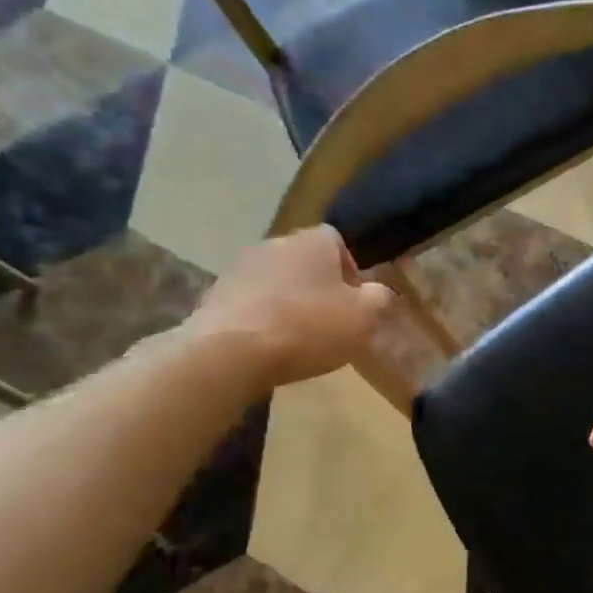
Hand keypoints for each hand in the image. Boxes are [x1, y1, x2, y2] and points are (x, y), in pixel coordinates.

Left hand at [185, 227, 394, 390]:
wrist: (228, 352)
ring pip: (275, 281)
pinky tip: (267, 346)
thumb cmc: (307, 327)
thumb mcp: (364, 318)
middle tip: (329, 321)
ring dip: (287, 302)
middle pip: (304, 261)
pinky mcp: (214, 296)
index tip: (354, 301)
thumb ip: (379, 300)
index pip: (336, 240)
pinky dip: (261, 319)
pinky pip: (249, 303)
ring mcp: (239, 268)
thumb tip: (379, 293)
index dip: (350, 269)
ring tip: (297, 338)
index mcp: (313, 241)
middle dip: (318, 287)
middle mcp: (274, 244)